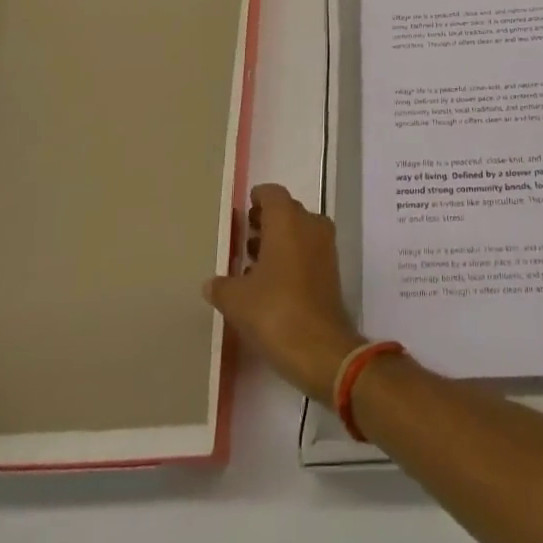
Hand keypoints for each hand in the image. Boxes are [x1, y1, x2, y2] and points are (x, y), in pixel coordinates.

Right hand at [204, 184, 364, 401]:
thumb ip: (221, 286)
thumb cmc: (274, 311)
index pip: (272, 193)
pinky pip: (308, 251)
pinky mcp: (331, 271)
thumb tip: (211, 283)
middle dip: (265, 221)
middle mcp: (310, 224)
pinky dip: (291, 256)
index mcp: (287, 219)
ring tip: (252, 262)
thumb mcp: (236, 300)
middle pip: (286, 211)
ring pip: (298, 231)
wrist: (320, 349)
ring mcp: (324, 247)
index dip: (257, 198)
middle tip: (243, 237)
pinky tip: (270, 282)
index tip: (243, 211)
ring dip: (278, 240)